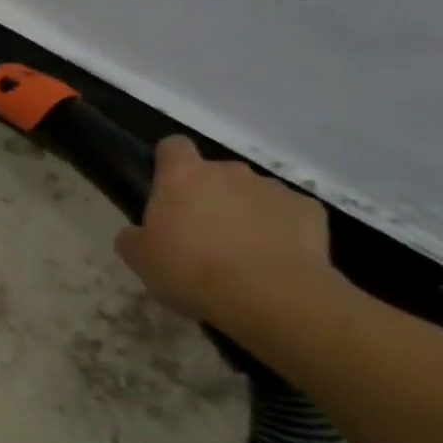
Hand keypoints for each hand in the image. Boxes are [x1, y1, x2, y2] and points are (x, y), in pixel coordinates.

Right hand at [115, 136, 336, 321]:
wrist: (269, 296)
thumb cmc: (190, 270)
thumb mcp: (140, 260)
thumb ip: (133, 237)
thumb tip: (137, 233)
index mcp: (183, 176)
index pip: (172, 146)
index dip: (169, 163)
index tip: (167, 189)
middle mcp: (229, 171)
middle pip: (215, 173)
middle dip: (209, 196)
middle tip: (201, 235)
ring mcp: (272, 188)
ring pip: (252, 194)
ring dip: (244, 213)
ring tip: (241, 253)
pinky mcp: (308, 210)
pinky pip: (286, 214)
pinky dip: (280, 230)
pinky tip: (274, 259)